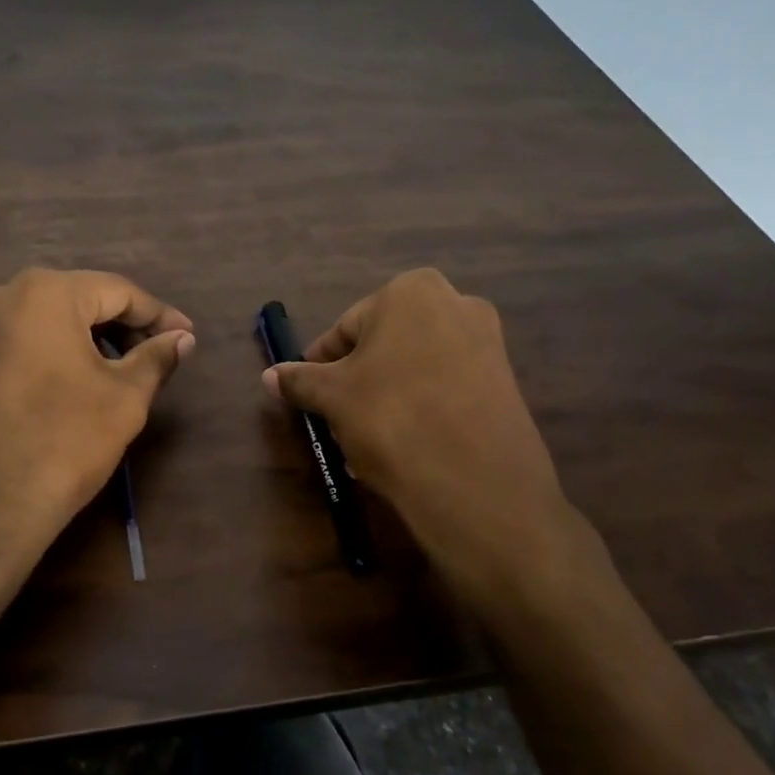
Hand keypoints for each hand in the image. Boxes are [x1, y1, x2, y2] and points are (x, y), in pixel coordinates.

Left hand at [0, 269, 194, 613]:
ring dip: (87, 340)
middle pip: (78, 300)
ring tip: (119, 372)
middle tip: (157, 356)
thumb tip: (182, 339)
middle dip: (122, 327)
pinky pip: (18, 342)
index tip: (188, 337)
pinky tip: (73, 384)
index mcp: (44, 292)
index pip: (117, 291)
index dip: (159, 315)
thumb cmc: (61, 442)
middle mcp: (0, 295)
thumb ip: (156, 358)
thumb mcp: (124, 399)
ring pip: (45, 321)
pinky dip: (51, 354)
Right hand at [262, 268, 606, 607]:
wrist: (476, 483)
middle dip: (356, 385)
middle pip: (383, 347)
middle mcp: (456, 304)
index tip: (309, 395)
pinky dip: (420, 412)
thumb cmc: (391, 417)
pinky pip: (445, 391)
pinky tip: (402, 450)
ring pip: (413, 371)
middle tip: (336, 422)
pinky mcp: (505, 384)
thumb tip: (268, 376)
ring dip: (384, 401)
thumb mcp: (333, 397)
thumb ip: (299, 380)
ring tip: (364, 445)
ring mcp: (487, 344)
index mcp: (411, 291)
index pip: (346, 328)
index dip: (322, 365)